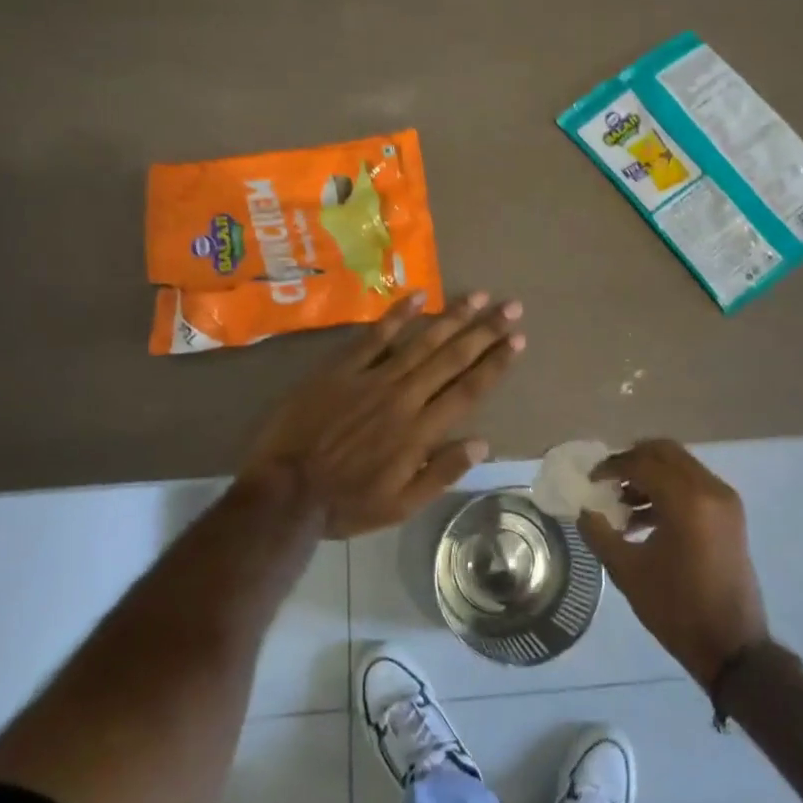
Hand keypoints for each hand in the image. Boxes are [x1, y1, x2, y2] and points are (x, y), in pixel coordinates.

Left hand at [243, 292, 524, 539]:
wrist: (285, 491)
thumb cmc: (346, 503)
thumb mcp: (401, 505)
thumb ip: (442, 473)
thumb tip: (482, 442)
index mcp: (421, 431)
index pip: (469, 389)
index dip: (495, 363)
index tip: (517, 340)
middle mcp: (404, 397)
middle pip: (452, 357)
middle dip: (485, 331)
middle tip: (511, 307)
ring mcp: (372, 379)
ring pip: (421, 341)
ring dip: (453, 317)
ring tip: (478, 296)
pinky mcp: (342, 369)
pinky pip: (375, 336)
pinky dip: (398, 314)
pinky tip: (419, 296)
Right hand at [578, 440, 768, 687]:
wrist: (731, 646)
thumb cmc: (676, 609)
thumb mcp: (627, 571)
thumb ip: (599, 534)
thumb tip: (584, 510)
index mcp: (686, 500)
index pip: (642, 463)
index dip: (612, 467)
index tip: (591, 480)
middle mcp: (710, 489)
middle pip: (665, 453)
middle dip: (633, 460)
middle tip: (608, 480)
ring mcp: (725, 501)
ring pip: (681, 467)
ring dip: (651, 475)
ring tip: (622, 504)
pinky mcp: (730, 515)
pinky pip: (694, 485)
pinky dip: (669, 490)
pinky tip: (644, 519)